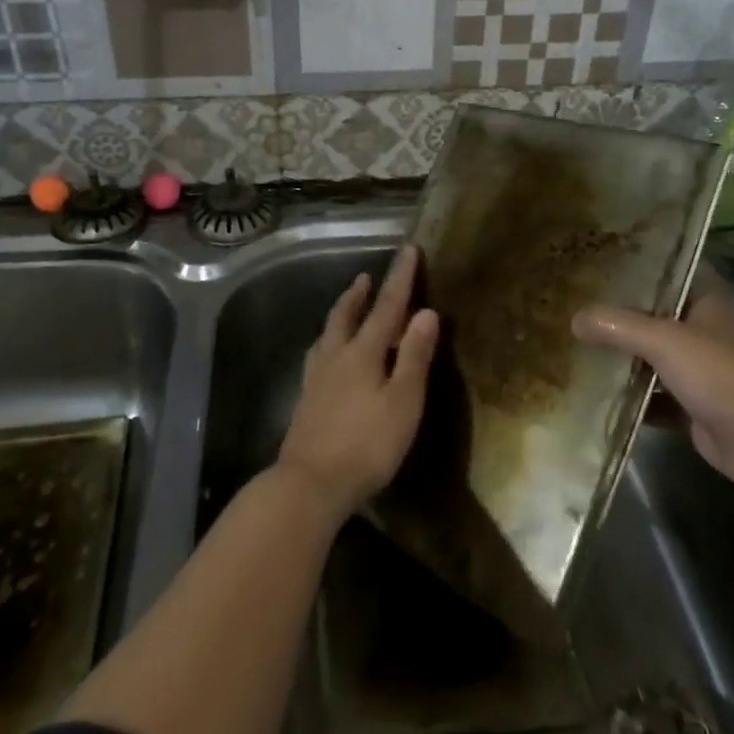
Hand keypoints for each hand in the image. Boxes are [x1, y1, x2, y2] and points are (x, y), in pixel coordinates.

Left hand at [278, 246, 439, 520]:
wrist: (310, 483)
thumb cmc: (366, 444)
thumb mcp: (403, 402)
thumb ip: (414, 357)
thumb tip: (426, 312)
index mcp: (363, 352)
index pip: (386, 306)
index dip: (400, 278)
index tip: (408, 250)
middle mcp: (335, 356)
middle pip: (346, 314)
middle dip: (359, 293)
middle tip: (366, 277)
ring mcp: (316, 377)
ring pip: (328, 333)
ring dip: (341, 313)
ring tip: (346, 306)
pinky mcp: (306, 399)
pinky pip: (318, 355)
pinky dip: (328, 341)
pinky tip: (327, 355)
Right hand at [574, 269, 733, 503]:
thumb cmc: (718, 375)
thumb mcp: (663, 340)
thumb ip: (617, 326)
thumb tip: (573, 319)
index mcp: (706, 302)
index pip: (669, 272)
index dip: (637, 264)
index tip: (598, 259)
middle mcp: (703, 331)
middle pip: (653, 316)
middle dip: (618, 314)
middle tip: (574, 303)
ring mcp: (698, 371)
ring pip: (650, 357)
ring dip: (620, 357)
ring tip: (576, 345)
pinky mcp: (691, 407)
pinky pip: (651, 396)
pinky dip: (629, 397)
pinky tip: (595, 393)